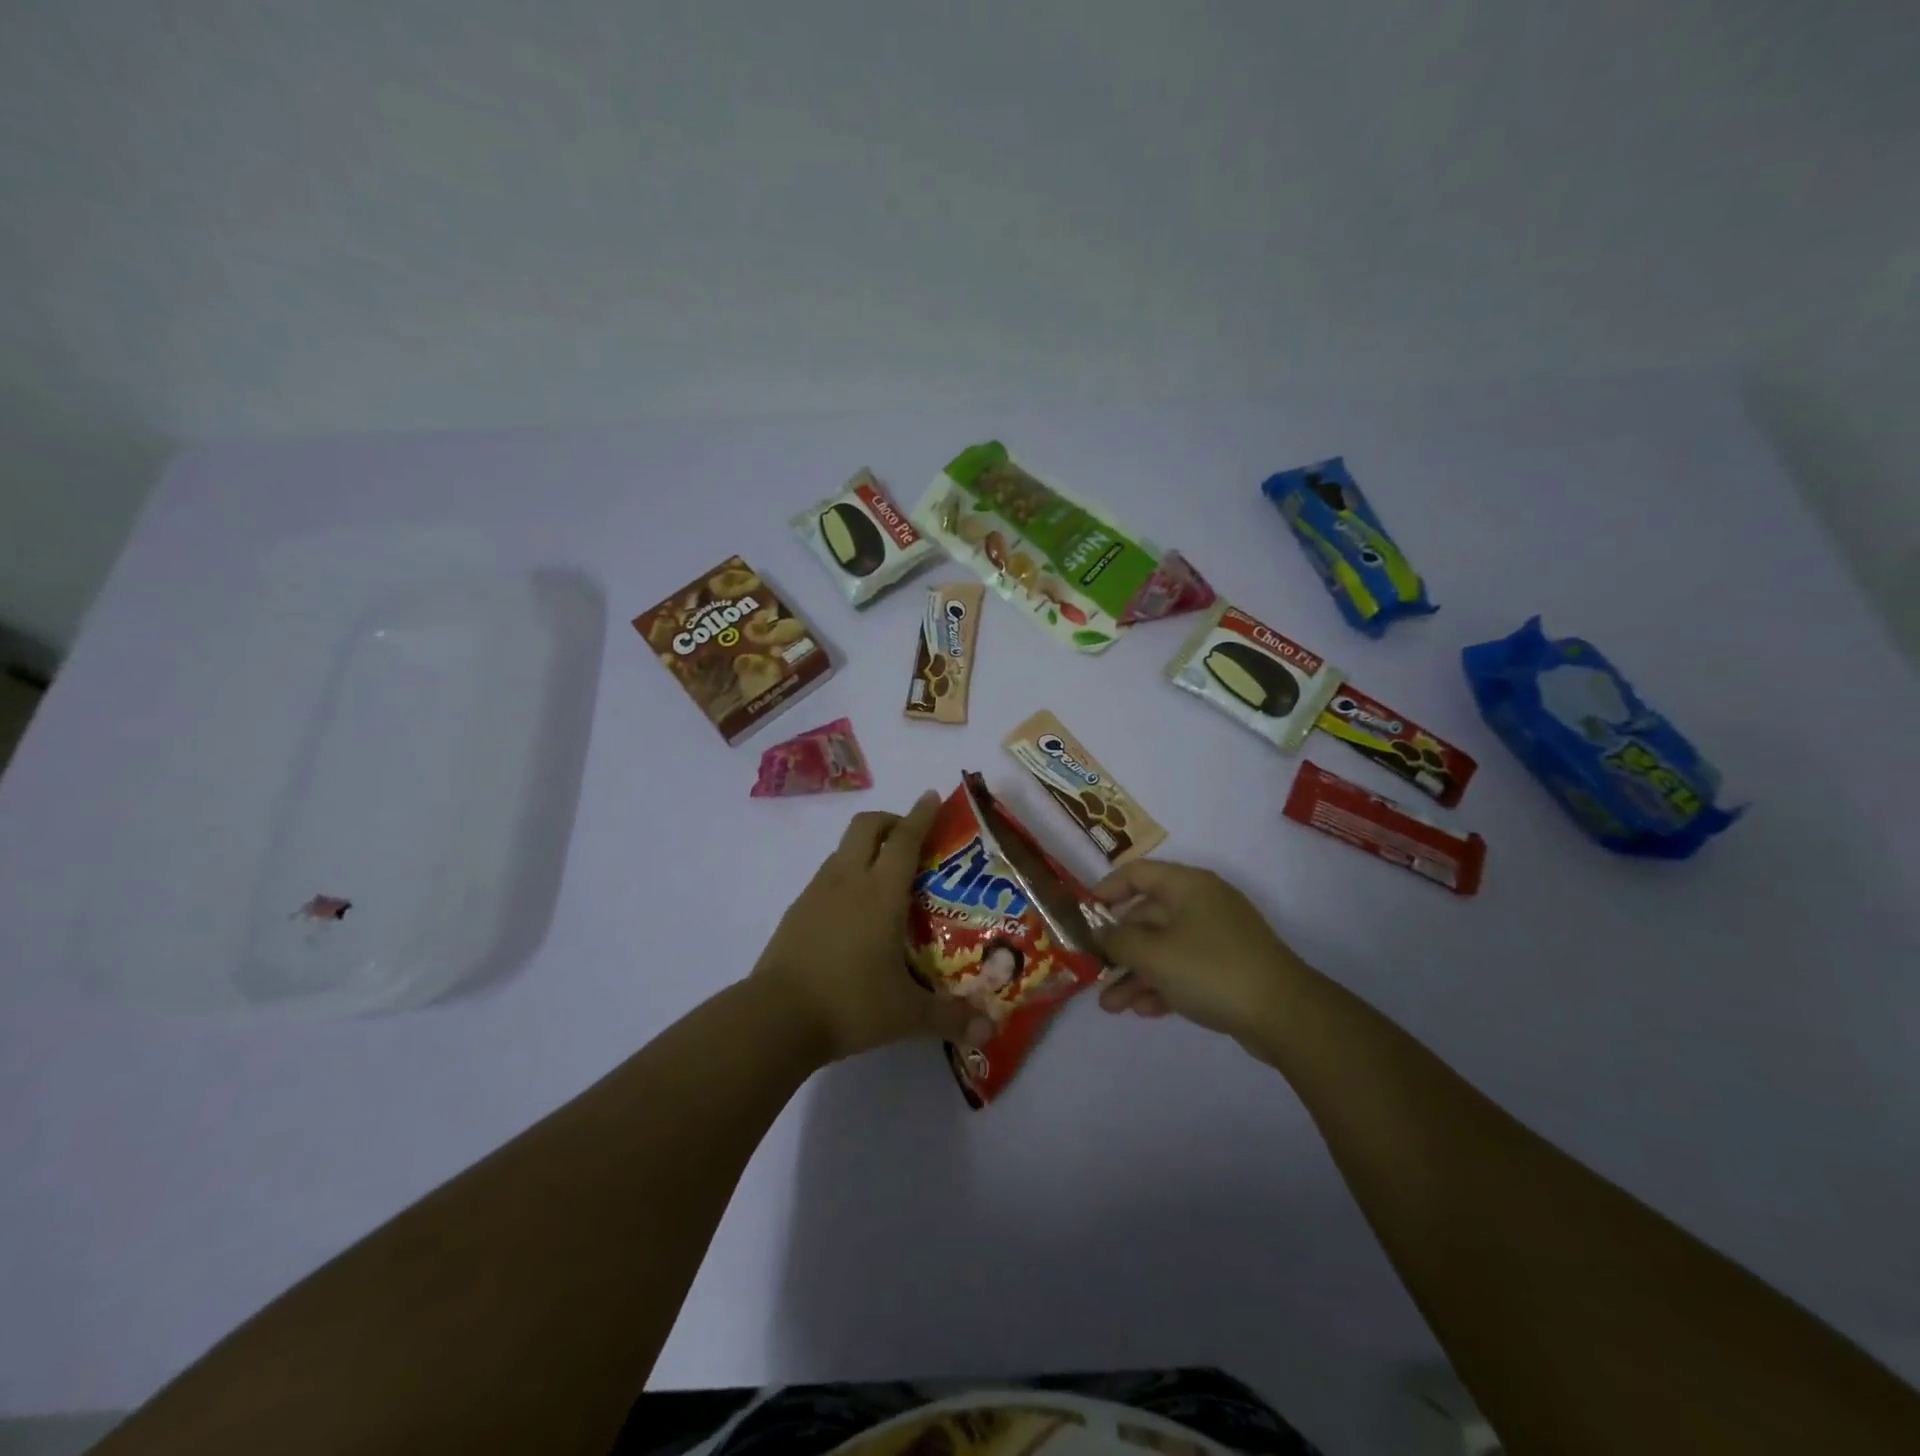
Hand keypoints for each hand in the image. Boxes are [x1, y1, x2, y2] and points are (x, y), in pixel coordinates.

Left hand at [753, 791, 990, 1062]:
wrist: (775, 1018)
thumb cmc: (849, 1004)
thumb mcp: (907, 1015)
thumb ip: (950, 1018)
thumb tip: (989, 1032)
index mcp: (880, 893)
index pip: (905, 839)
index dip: (921, 815)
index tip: (932, 796)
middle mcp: (848, 881)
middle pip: (867, 826)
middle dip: (891, 821)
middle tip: (911, 839)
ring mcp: (816, 893)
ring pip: (843, 849)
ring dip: (866, 848)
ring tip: (885, 878)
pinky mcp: (796, 911)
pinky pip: (826, 876)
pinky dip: (845, 875)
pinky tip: (854, 911)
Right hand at [1090, 859, 1312, 1041]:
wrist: (1285, 1014)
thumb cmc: (1211, 970)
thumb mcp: (1154, 955)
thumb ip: (1118, 941)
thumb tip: (1100, 932)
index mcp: (1187, 886)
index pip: (1137, 873)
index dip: (1106, 890)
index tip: (1083, 914)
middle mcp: (1202, 904)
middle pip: (1147, 916)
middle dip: (1118, 948)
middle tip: (1093, 971)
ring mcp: (1217, 937)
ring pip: (1163, 948)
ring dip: (1135, 974)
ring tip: (1110, 1007)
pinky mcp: (1228, 968)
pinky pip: (1184, 969)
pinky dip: (1162, 985)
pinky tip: (1142, 1011)